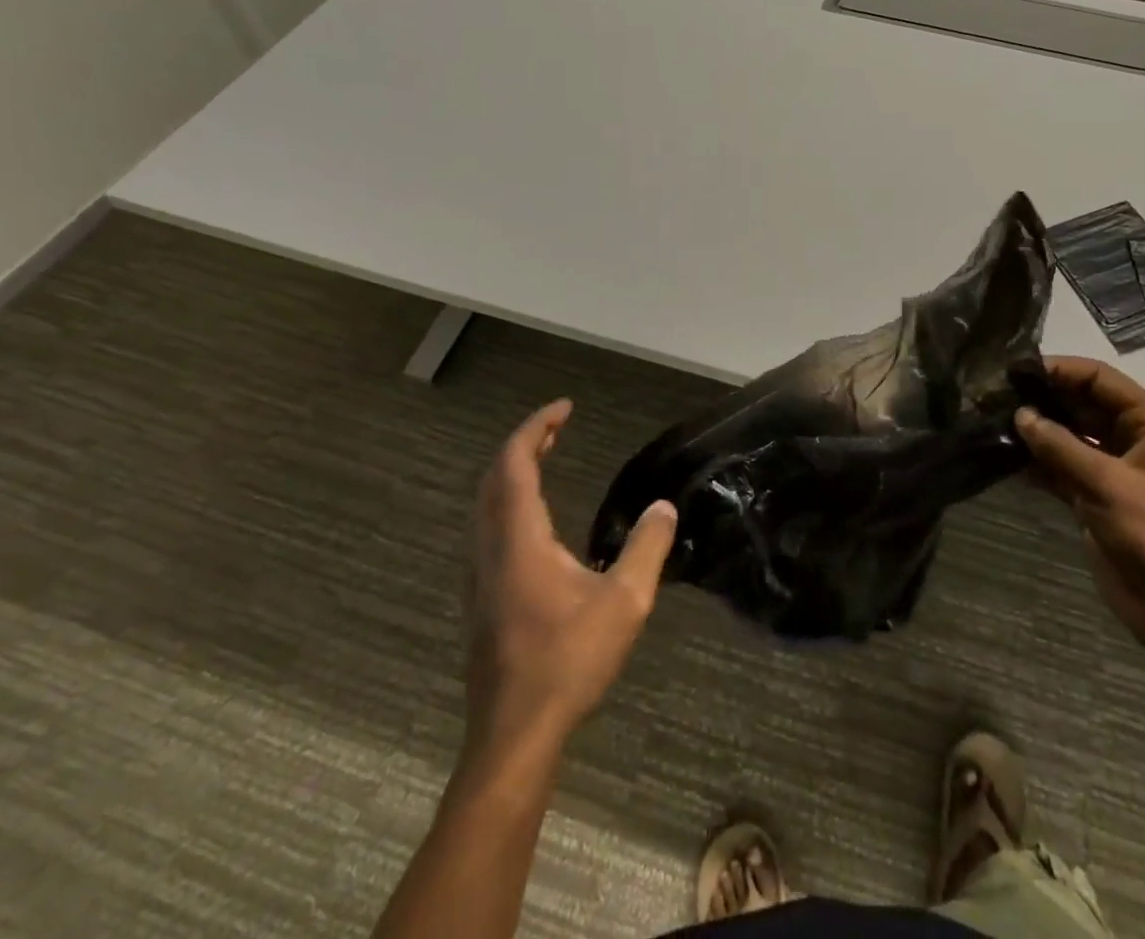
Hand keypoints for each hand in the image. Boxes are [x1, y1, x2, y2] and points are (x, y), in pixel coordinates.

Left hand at [467, 399, 677, 751]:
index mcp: (519, 540)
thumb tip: (663, 507)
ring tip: (545, 459)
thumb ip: (647, 548)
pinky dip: (509, 501)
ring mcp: (480, 576)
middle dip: (524, 444)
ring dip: (512, 473)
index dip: (536, 428)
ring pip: (486, 505)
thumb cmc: (567, 662)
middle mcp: (491, 549)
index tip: (564, 408)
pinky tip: (536, 521)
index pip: (515, 464)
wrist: (514, 736)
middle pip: (494, 479)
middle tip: (558, 428)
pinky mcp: (482, 599)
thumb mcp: (625, 603)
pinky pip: (489, 528)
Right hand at [1015, 357, 1144, 661]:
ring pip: (1067, 437)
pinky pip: (1061, 469)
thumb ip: (1061, 446)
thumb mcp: (1109, 484)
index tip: (1014, 371)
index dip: (1058, 370)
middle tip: (993, 397)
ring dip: (1035, 431)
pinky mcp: (1095, 499)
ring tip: (992, 422)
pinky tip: (1005, 457)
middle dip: (1041, 400)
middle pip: (1080, 403)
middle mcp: (1131, 439)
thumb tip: (1020, 414)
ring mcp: (1112, 470)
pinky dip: (1037, 463)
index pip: (1098, 378)